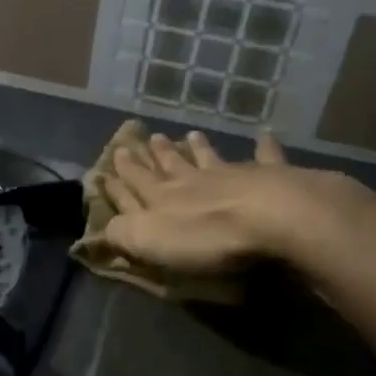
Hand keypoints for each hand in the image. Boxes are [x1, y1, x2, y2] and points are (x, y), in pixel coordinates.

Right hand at [100, 130, 339, 276]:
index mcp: (162, 198)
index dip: (124, 173)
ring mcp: (232, 175)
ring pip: (210, 158)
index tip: (116, 154)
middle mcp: (193, 181)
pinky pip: (265, 157)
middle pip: (172, 165)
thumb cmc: (206, 237)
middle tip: (150, 137)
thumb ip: (124, 232)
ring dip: (200, 148)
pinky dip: (264, 146)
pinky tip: (265, 133)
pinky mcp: (270, 177)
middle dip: (158, 154)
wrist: (270, 218)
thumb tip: (104, 226)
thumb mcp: (150, 241)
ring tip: (192, 134)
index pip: (136, 183)